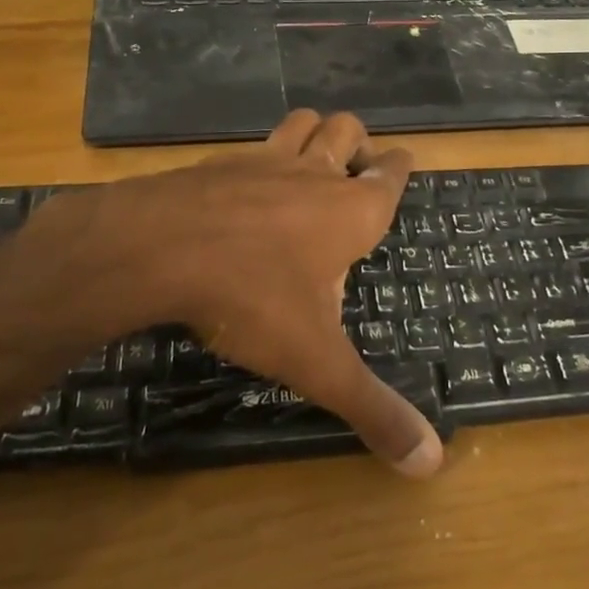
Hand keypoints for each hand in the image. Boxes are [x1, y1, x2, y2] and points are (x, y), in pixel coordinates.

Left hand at [7, 112, 443, 477]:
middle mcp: (312, 174)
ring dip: (312, 133)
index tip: (402, 162)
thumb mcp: (317, 362)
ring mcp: (261, 161)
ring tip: (311, 159)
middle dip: (356, 142)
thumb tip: (431, 465)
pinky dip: (259, 157)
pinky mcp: (216, 163)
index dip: (400, 166)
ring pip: (301, 123)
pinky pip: (250, 147)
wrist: (156, 249)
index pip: (391, 173)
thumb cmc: (252, 298)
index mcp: (350, 211)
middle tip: (354, 168)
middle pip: (347, 130)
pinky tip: (244, 185)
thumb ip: (373, 409)